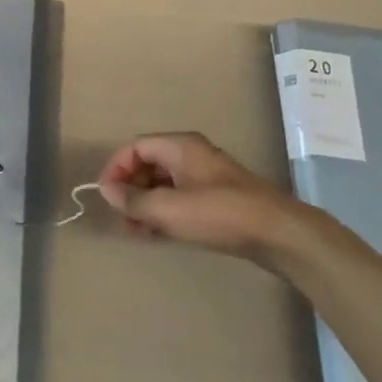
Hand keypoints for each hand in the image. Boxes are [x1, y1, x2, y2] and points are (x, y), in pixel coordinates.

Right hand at [97, 132, 312, 265]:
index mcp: (180, 147)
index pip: (135, 147)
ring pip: (163, 184)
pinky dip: (163, 213)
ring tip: (134, 231)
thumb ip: (134, 200)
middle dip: (130, 189)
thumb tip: (106, 190)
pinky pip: (178, 199)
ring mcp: (204, 177)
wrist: (276, 232)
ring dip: (145, 204)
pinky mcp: (215, 199)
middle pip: (148, 164)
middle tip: (120, 217)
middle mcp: (190, 155)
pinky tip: (154, 234)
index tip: (105, 196)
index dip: (116, 169)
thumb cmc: (219, 213)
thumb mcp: (169, 208)